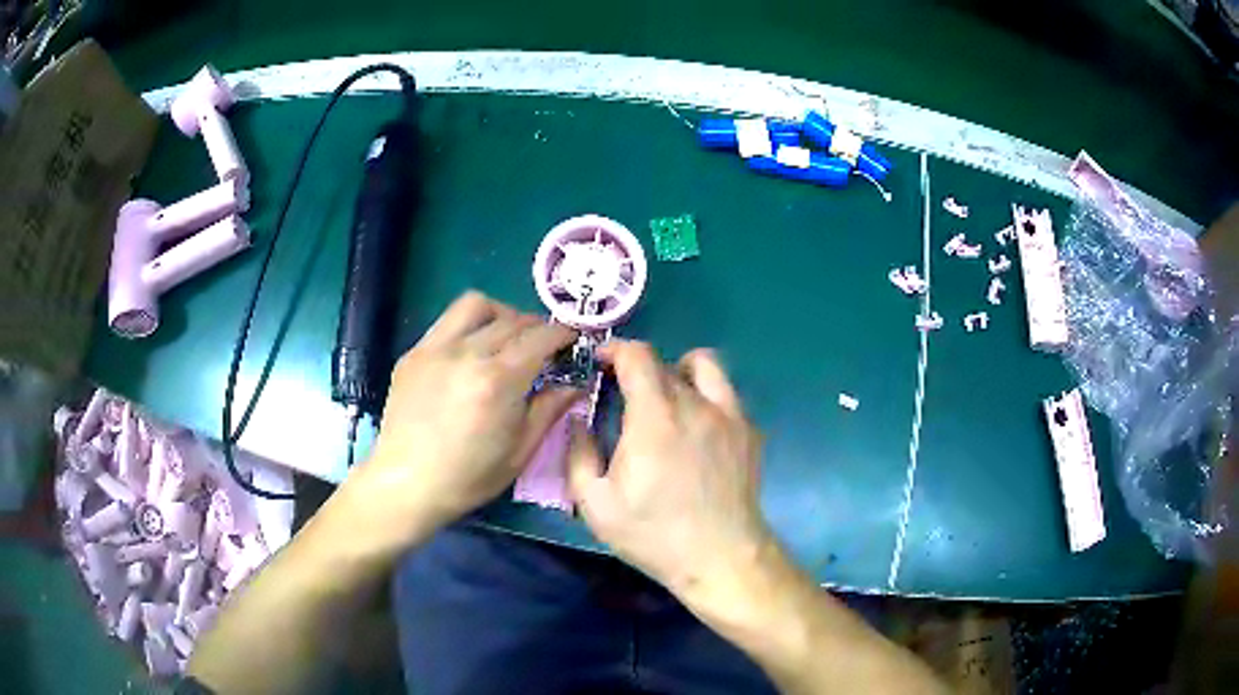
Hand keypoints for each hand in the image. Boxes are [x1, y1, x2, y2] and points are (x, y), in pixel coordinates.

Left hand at [335, 291, 579, 552]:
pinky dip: (469, 327)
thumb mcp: (519, 452)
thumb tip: (575, 384)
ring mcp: (435, 348)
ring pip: (476, 305)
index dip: (563, 334)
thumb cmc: (468, 477)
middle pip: (513, 319)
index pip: (540, 337)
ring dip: (501, 313)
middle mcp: (468, 352)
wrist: (406, 483)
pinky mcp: (414, 353)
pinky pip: (447, 322)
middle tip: (544, 346)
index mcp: (499, 380)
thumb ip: (549, 410)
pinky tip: (470, 353)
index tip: (572, 341)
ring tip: (506, 336)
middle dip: (537, 327)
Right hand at [567, 340, 772, 608]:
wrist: (721, 557)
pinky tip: (696, 428)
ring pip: (704, 365)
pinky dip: (705, 395)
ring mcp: (729, 415)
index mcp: (655, 418)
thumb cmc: (654, 535)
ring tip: (666, 399)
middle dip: (637, 369)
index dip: (615, 349)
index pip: (637, 355)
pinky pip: (725, 393)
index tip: (600, 362)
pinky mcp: (749, 431)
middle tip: (624, 395)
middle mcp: (696, 404)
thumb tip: (578, 420)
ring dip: (678, 371)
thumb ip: (578, 455)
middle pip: (664, 362)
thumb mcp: (596, 505)